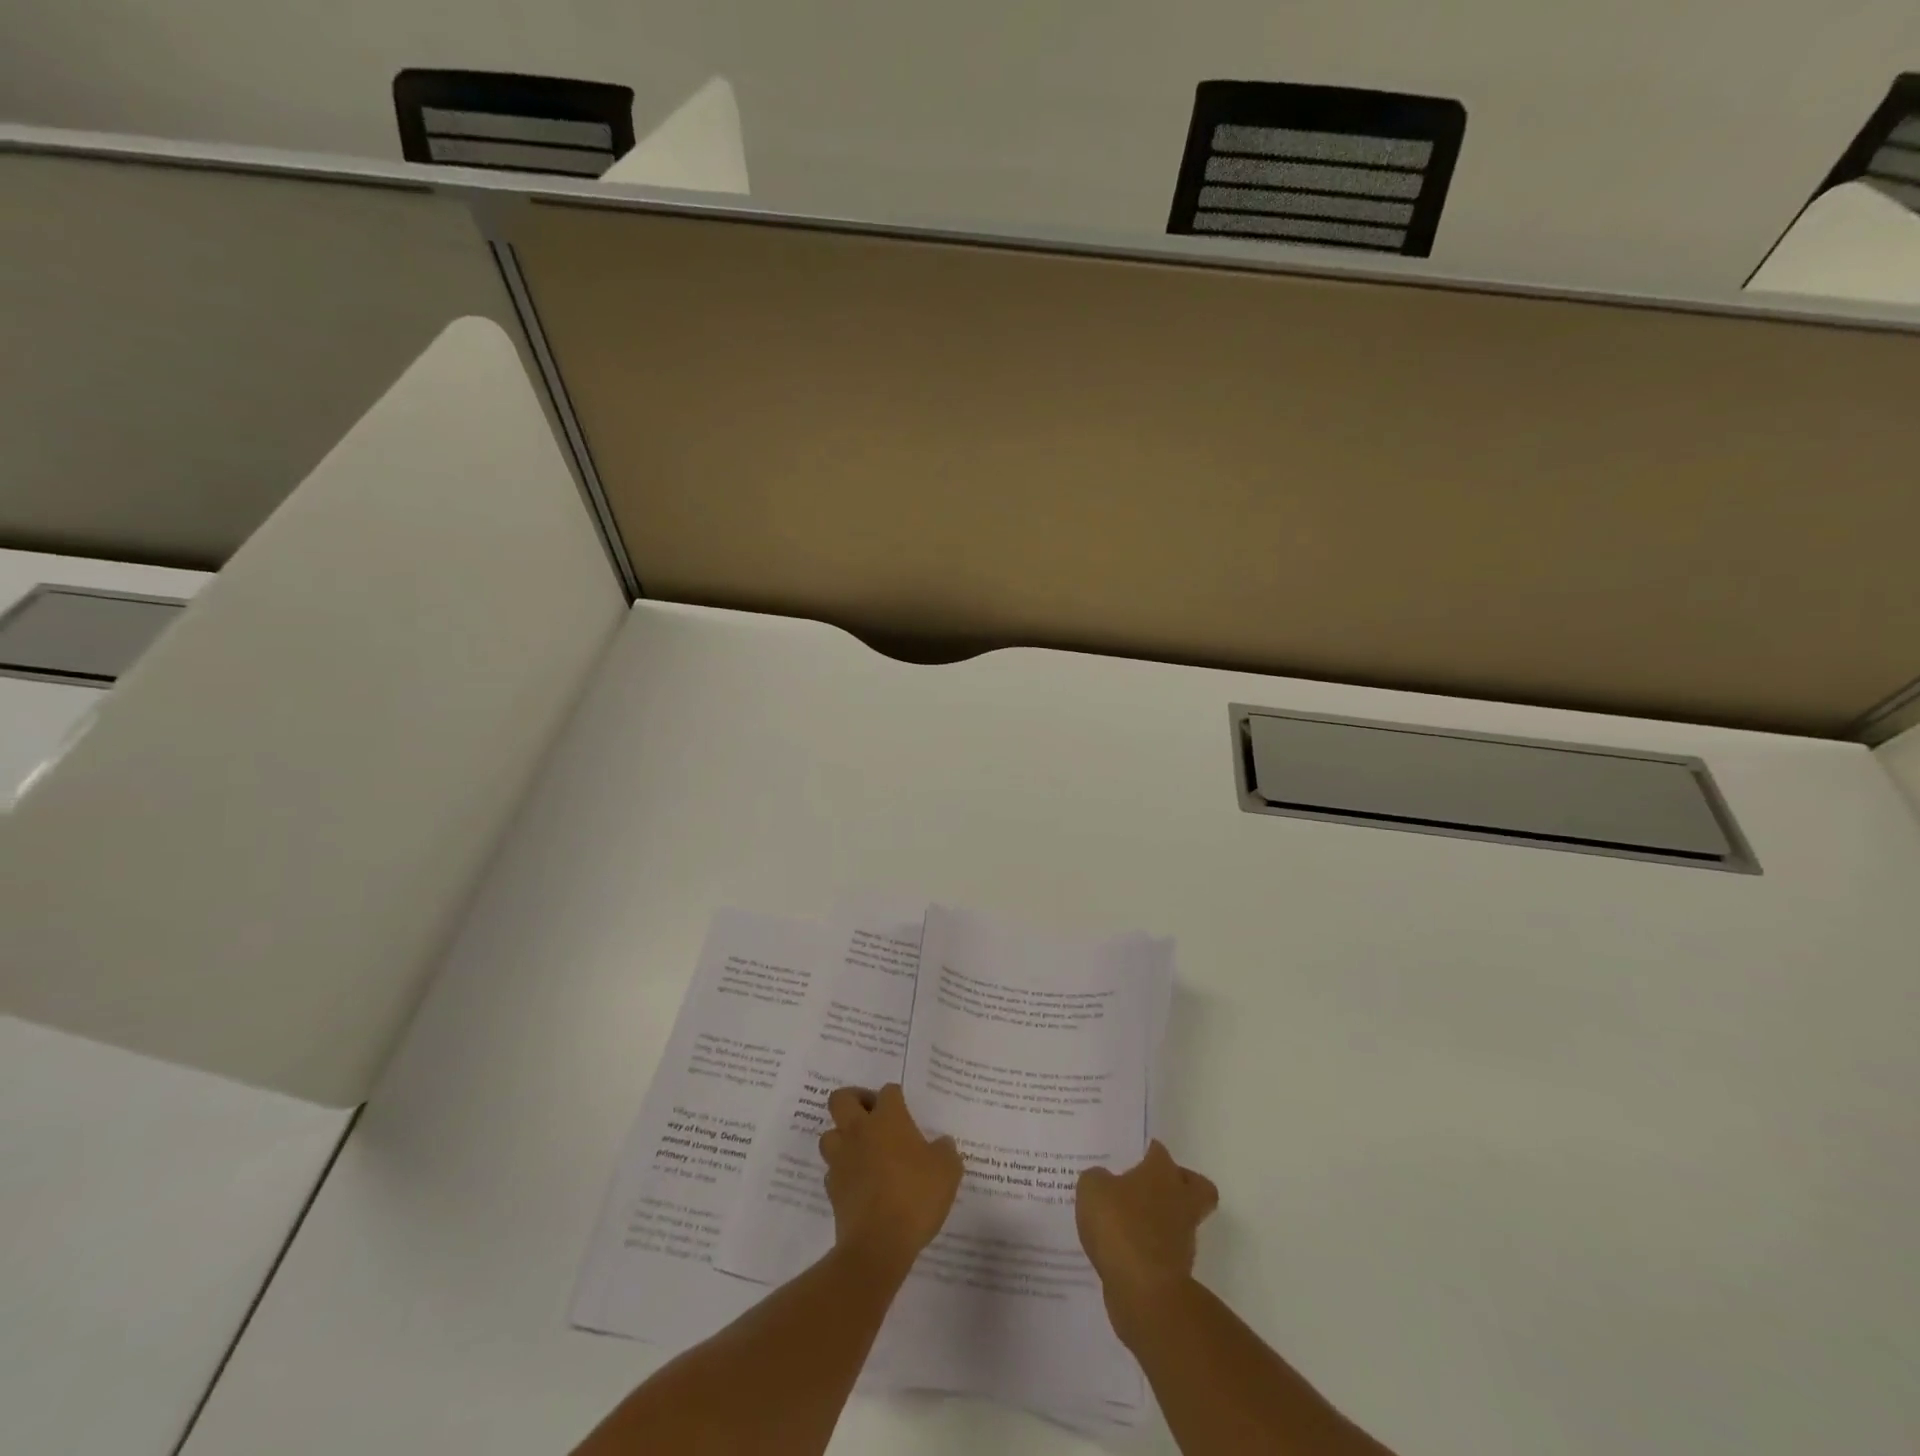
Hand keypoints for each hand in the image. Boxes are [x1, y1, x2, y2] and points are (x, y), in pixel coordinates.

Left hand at [820, 1084, 963, 1275]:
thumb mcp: (947, 1170)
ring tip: (863, 1150)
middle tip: (872, 1116)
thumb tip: (942, 1144)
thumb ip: (945, 1151)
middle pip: (841, 1099)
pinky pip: (832, 1170)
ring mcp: (841, 1159)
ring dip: (843, 1137)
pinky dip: (843, 1171)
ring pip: (829, 1134)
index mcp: (887, 1119)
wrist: (878, 1244)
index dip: (896, 1098)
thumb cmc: (915, 1196)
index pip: (888, 1092)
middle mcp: (859, 1131)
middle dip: (854, 1100)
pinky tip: (859, 1182)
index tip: (904, 1112)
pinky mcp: (832, 1189)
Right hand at [1076, 1140, 1218, 1342]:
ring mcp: (1183, 1238)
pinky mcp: (1178, 1271)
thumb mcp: (1092, 1189)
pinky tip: (1123, 1251)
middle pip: (1196, 1186)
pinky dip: (1149, 1250)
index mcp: (1162, 1172)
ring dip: (1162, 1221)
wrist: (1144, 1291)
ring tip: (1127, 1223)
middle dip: (1181, 1185)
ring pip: (1181, 1220)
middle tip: (1151, 1187)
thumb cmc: (1120, 1226)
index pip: (1159, 1152)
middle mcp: (1180, 1200)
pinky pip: (1164, 1251)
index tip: (1132, 1157)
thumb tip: (1103, 1181)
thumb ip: (1096, 1179)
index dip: (1147, 1153)